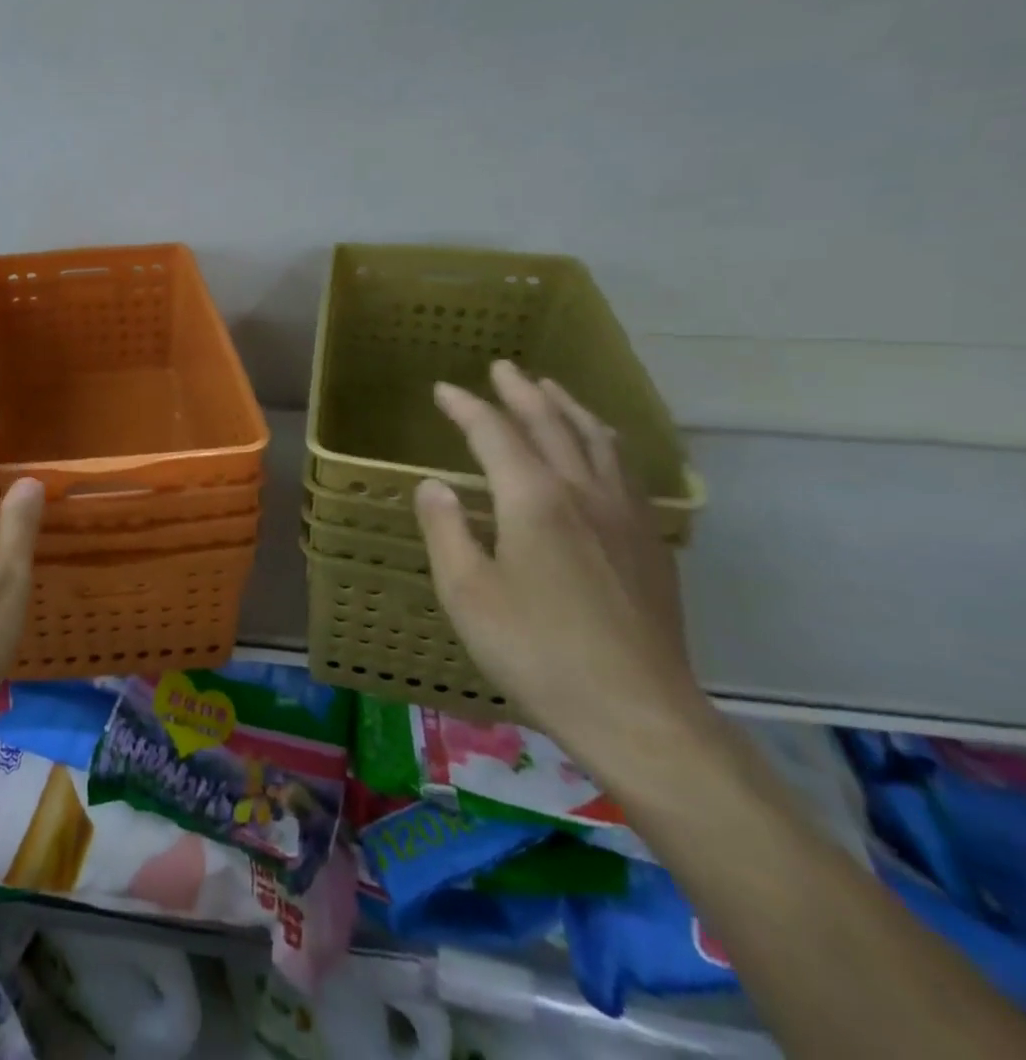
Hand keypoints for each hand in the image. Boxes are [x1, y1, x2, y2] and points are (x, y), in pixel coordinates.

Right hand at [414, 361, 714, 779]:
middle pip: (553, 424)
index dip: (466, 407)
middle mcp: (584, 492)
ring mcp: (625, 516)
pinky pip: (625, 470)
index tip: (442, 390)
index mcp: (534, 499)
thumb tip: (433, 485)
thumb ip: (445, 529)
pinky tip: (600, 452)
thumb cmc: (536, 651)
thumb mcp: (466, 592)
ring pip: (598, 441)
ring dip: (570, 409)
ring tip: (552, 391)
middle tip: (503, 368)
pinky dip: (603, 442)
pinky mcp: (650, 544)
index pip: (495, 433)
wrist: (638, 714)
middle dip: (524, 392)